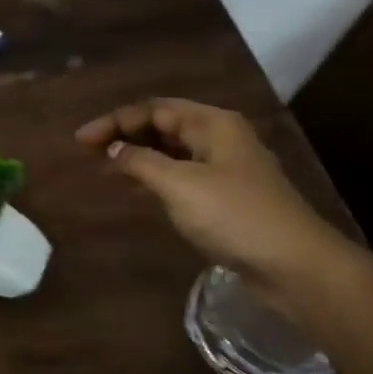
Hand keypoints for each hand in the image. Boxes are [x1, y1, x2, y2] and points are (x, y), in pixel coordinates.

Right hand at [75, 98, 353, 300]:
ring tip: (104, 167)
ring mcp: (225, 167)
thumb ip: (141, 162)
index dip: (114, 121)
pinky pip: (181, 175)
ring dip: (138, 156)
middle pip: (163, 125)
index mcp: (212, 123)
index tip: (80, 141)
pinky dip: (154, 177)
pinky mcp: (225, 196)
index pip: (153, 109)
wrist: (292, 264)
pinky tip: (135, 189)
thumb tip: (113, 148)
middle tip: (88, 152)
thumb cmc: (234, 215)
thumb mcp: (180, 185)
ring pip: (172, 151)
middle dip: (124, 135)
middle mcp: (219, 137)